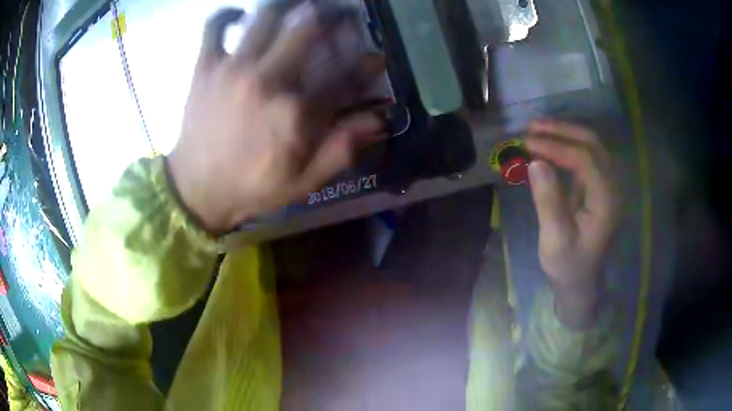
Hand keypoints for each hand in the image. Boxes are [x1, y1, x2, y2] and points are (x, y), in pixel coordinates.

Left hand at [168, 5, 385, 233]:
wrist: (196, 190)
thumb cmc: (251, 187)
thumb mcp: (303, 182)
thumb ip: (342, 150)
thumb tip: (380, 120)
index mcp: (295, 113)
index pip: (346, 75)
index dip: (369, 63)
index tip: (376, 57)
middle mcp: (266, 80)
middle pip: (309, 26)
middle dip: (335, 15)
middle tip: (343, 16)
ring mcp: (232, 68)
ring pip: (267, 15)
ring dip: (289, 7)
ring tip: (298, 11)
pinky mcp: (205, 66)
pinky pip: (214, 26)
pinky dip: (227, 15)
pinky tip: (240, 17)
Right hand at [526, 120, 619, 327]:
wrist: (581, 281)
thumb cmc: (567, 265)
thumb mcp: (555, 239)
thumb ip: (548, 201)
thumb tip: (535, 162)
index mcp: (606, 201)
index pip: (584, 159)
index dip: (556, 146)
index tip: (527, 142)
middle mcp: (613, 187)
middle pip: (593, 144)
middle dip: (562, 130)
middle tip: (532, 127)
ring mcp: (609, 185)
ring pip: (592, 145)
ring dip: (566, 133)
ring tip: (538, 130)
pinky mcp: (600, 186)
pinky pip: (588, 155)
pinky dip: (569, 144)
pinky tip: (551, 145)